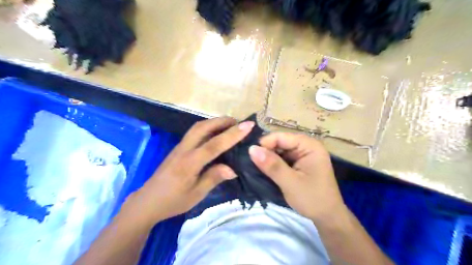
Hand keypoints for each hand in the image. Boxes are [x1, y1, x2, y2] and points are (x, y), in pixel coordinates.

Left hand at [120, 117, 254, 226]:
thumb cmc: (172, 202)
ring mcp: (179, 147)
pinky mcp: (177, 148)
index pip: (214, 144)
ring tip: (230, 125)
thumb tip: (233, 169)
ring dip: (214, 122)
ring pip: (197, 127)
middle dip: (223, 121)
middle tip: (239, 122)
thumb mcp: (196, 195)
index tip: (248, 125)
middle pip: (203, 127)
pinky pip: (194, 132)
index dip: (232, 134)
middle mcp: (184, 150)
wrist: (147, 202)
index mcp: (189, 163)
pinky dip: (207, 127)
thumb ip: (213, 178)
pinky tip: (215, 133)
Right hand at [250, 133, 345, 222]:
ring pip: (279, 151)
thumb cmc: (313, 199)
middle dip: (266, 151)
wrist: (328, 217)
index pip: (282, 137)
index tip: (250, 155)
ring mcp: (302, 155)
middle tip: (250, 162)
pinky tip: (264, 170)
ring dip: (268, 158)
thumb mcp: (290, 182)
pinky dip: (273, 164)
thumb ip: (272, 165)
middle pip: (280, 142)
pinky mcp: (298, 164)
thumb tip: (251, 149)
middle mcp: (306, 146)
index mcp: (309, 146)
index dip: (265, 143)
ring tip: (255, 167)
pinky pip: (282, 159)